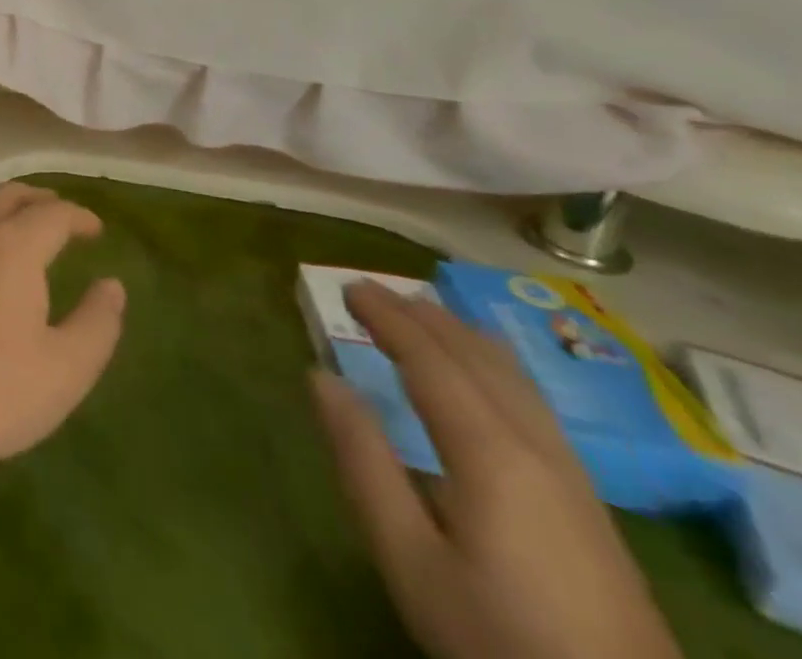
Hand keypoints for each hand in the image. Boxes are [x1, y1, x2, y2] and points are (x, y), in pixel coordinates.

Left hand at [0, 182, 126, 491]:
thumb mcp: (66, 369)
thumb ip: (97, 323)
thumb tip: (112, 285)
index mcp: (12, 246)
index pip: (51, 214)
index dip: (78, 217)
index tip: (95, 229)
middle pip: (6, 197)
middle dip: (37, 199)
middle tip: (59, 214)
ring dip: (1, 206)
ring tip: (18, 224)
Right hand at [312, 282, 682, 658]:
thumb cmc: (496, 635)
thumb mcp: (409, 558)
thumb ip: (363, 461)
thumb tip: (321, 376)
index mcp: (489, 453)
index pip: (431, 361)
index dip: (389, 319)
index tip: (349, 287)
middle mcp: (536, 448)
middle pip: (477, 360)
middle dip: (423, 318)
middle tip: (373, 290)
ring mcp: (573, 477)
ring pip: (514, 379)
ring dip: (461, 336)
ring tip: (424, 314)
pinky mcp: (589, 504)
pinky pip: (532, 402)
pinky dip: (493, 364)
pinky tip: (486, 375)